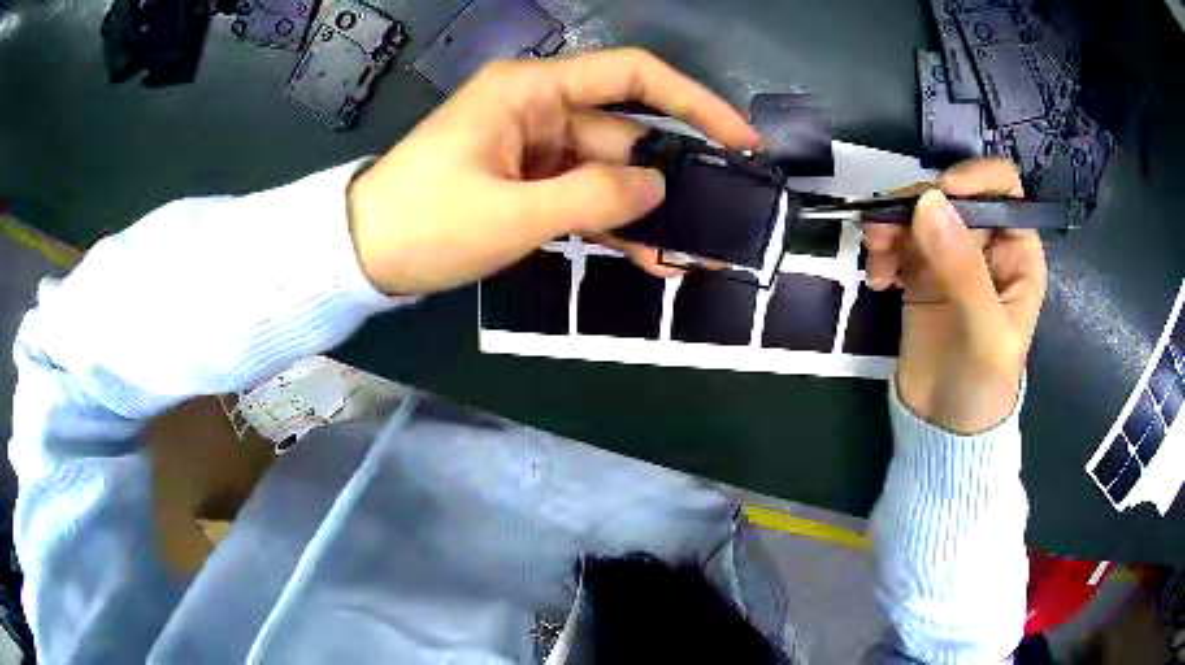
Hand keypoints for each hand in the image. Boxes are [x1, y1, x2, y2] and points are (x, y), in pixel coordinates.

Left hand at [347, 48, 759, 294]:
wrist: (362, 254)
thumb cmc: (425, 224)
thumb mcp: (512, 213)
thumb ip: (594, 197)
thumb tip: (657, 185)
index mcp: (532, 91)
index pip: (632, 76)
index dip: (693, 102)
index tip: (738, 138)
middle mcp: (538, 109)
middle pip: (624, 131)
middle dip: (671, 174)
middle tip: (721, 215)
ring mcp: (531, 148)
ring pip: (605, 171)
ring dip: (643, 210)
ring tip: (689, 252)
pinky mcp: (523, 181)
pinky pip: (580, 194)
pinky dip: (609, 223)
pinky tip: (646, 257)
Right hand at [863, 159, 1047, 433]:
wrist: (944, 428)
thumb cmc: (983, 385)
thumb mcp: (986, 333)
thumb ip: (963, 270)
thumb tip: (927, 200)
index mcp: (1016, 252)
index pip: (1002, 187)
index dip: (974, 178)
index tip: (939, 195)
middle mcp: (985, 244)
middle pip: (951, 193)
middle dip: (918, 203)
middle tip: (889, 232)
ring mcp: (950, 255)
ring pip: (918, 211)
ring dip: (891, 223)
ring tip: (877, 256)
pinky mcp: (919, 272)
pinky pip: (897, 239)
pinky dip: (881, 248)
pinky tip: (878, 280)